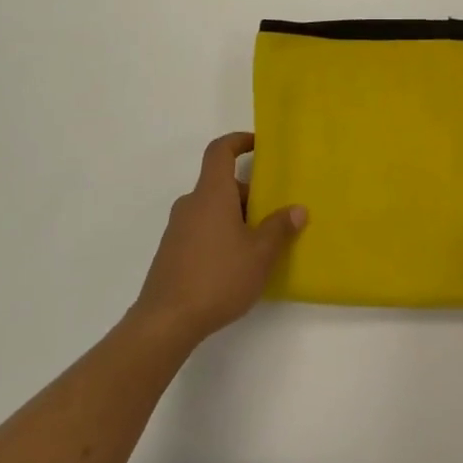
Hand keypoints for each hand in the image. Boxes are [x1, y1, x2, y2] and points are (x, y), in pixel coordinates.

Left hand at [131, 133, 306, 350]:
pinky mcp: (171, 252)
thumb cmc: (218, 277)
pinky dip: (221, 234)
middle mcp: (191, 204)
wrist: (166, 321)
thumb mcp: (260, 254)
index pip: (220, 151)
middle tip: (274, 214)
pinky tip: (237, 264)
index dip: (238, 141)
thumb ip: (280, 228)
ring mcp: (178, 229)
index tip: (258, 145)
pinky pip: (202, 229)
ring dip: (236, 217)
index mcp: (211, 194)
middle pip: (221, 184)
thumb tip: (297, 209)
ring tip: (260, 243)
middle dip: (249, 194)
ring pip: (212, 209)